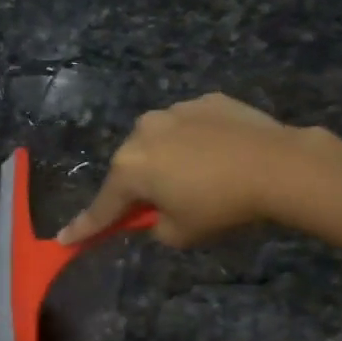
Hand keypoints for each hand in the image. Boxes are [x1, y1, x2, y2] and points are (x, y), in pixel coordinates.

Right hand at [58, 93, 306, 247]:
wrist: (277, 164)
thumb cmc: (221, 205)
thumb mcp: (180, 233)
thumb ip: (154, 225)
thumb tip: (154, 213)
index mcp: (130, 168)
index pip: (103, 207)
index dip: (85, 228)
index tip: (64, 240)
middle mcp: (143, 132)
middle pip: (131, 168)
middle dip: (141, 187)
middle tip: (165, 206)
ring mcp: (174, 111)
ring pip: (160, 142)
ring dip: (168, 159)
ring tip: (203, 176)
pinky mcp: (205, 100)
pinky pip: (190, 126)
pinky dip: (196, 141)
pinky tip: (221, 154)